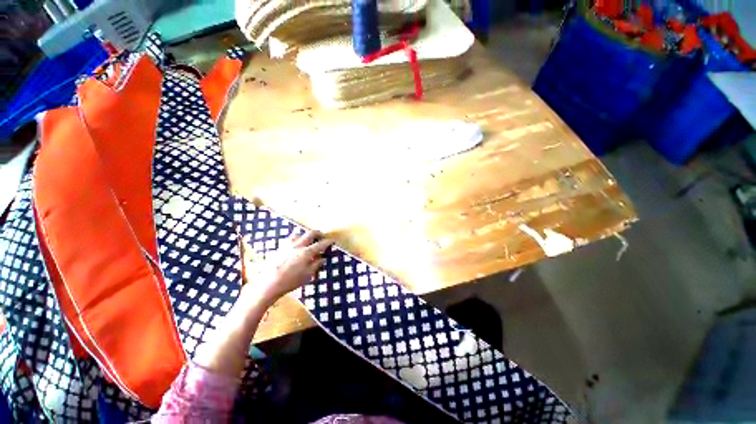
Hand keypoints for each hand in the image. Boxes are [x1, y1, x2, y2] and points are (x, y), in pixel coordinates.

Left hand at [241, 230, 332, 307]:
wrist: (268, 284)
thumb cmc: (290, 281)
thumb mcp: (307, 275)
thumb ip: (316, 265)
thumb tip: (322, 258)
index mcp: (306, 252)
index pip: (321, 244)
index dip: (328, 241)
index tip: (333, 240)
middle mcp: (298, 245)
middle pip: (310, 234)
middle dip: (318, 233)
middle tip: (321, 235)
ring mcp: (287, 246)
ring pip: (298, 234)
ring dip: (305, 235)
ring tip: (307, 240)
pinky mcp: (279, 249)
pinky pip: (289, 240)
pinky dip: (295, 240)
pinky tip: (294, 246)